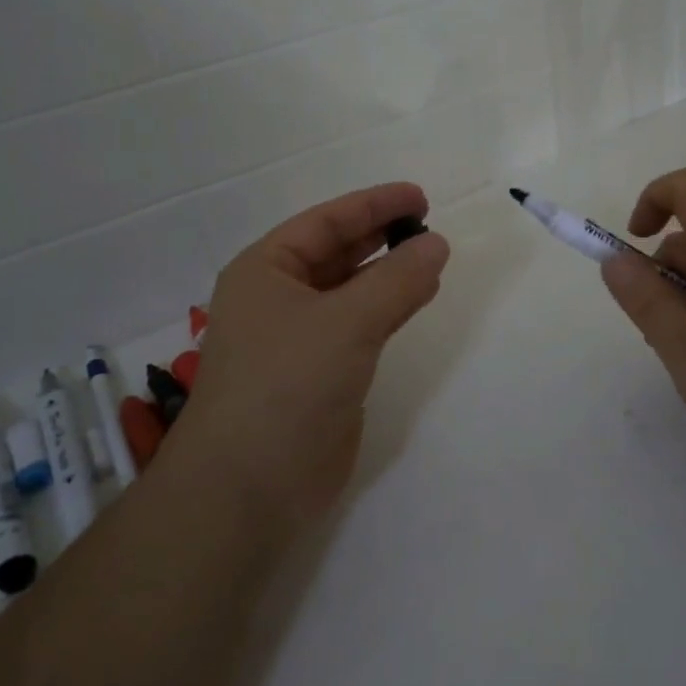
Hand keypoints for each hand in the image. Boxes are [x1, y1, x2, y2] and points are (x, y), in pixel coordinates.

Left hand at [178, 183, 450, 524]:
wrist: (248, 489)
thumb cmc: (287, 385)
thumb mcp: (347, 322)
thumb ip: (397, 279)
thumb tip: (436, 244)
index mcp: (265, 271)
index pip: (326, 222)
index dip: (373, 205)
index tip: (419, 196)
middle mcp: (277, 298)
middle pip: (336, 252)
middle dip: (380, 236)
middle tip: (428, 224)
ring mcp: (297, 339)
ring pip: (351, 290)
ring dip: (389, 273)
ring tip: (432, 257)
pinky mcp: (319, 374)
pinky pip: (360, 326)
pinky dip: (389, 308)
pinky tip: (418, 299)